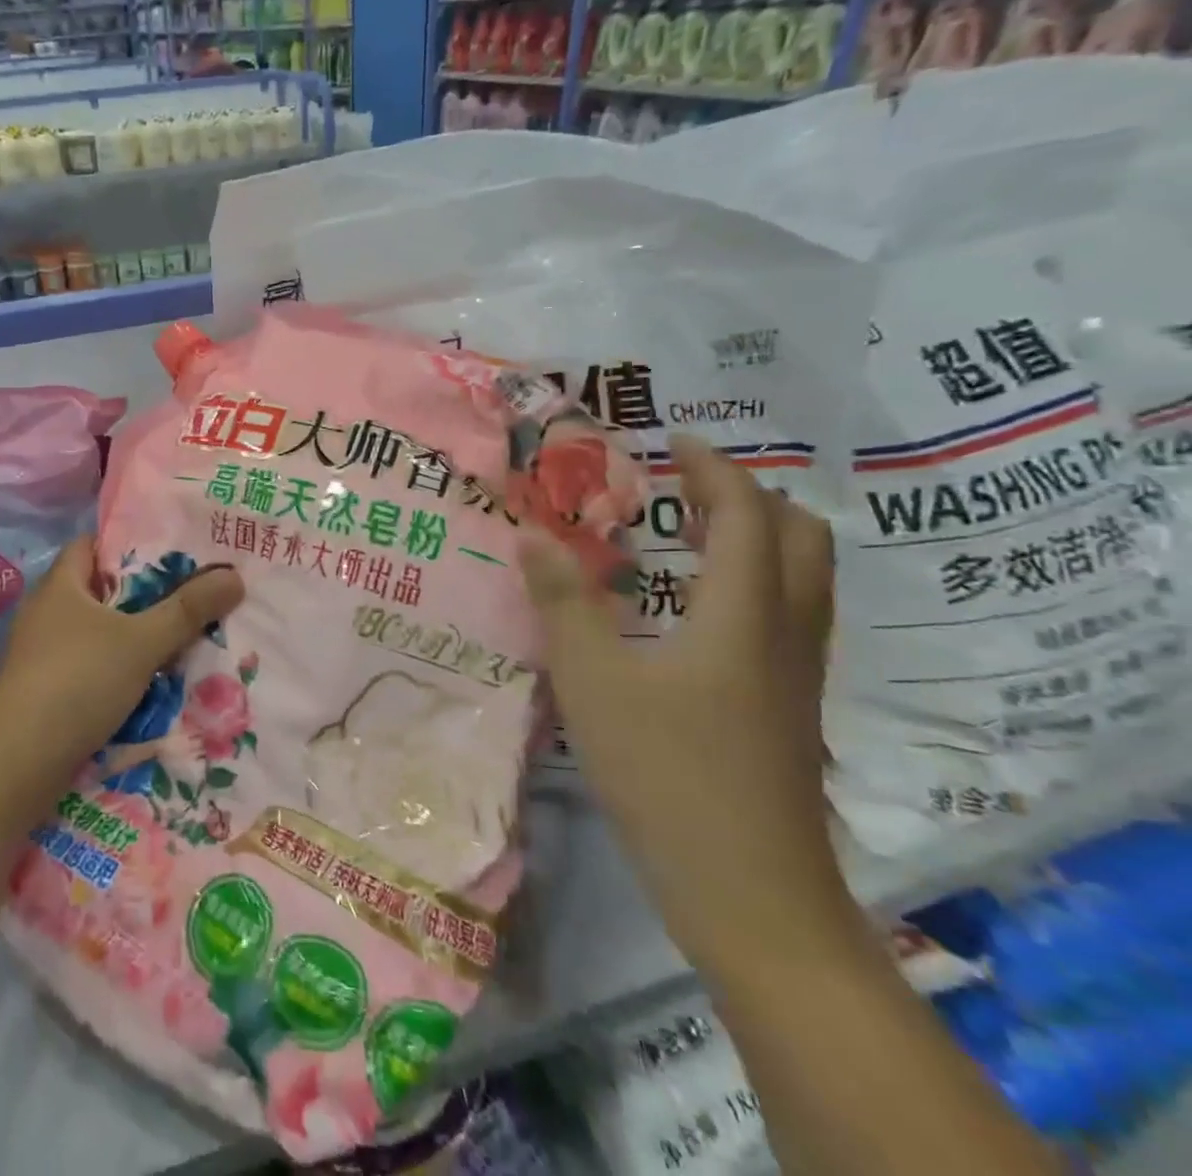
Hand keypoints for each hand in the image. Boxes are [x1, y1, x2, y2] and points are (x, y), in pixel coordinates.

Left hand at [0, 537, 243, 794]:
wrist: (16, 765)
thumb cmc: (77, 681)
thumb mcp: (142, 642)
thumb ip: (188, 610)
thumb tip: (235, 575)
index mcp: (61, 584)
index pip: (94, 544)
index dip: (130, 542)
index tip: (174, 549)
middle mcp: (48, 612)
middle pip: (103, 590)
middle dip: (146, 593)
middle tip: (194, 592)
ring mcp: (44, 654)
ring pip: (101, 632)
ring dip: (137, 635)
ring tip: (184, 635)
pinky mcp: (47, 690)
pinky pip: (94, 666)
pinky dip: (121, 668)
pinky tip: (154, 679)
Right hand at [521, 434, 852, 966]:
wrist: (750, 894)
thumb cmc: (666, 774)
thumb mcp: (593, 681)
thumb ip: (562, 601)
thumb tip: (531, 533)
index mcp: (743, 614)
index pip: (745, 515)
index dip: (714, 469)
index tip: (675, 441)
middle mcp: (786, 634)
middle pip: (800, 538)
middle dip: (751, 496)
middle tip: (688, 486)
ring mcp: (798, 676)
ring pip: (804, 580)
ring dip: (759, 538)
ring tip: (695, 534)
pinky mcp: (792, 710)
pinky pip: (790, 616)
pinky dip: (757, 582)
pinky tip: (703, 610)